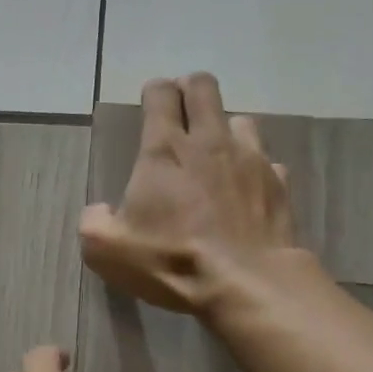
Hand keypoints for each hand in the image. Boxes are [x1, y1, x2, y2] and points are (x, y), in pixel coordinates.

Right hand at [80, 73, 294, 314]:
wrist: (246, 283)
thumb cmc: (172, 259)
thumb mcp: (108, 250)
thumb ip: (94, 222)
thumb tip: (99, 211)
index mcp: (165, 149)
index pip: (161, 94)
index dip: (154, 92)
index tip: (150, 103)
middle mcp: (209, 141)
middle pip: (204, 88)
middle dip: (190, 90)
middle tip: (181, 113)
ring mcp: (250, 159)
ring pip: (240, 120)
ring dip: (225, 130)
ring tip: (216, 155)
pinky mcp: (278, 183)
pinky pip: (267, 162)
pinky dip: (254, 169)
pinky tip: (246, 191)